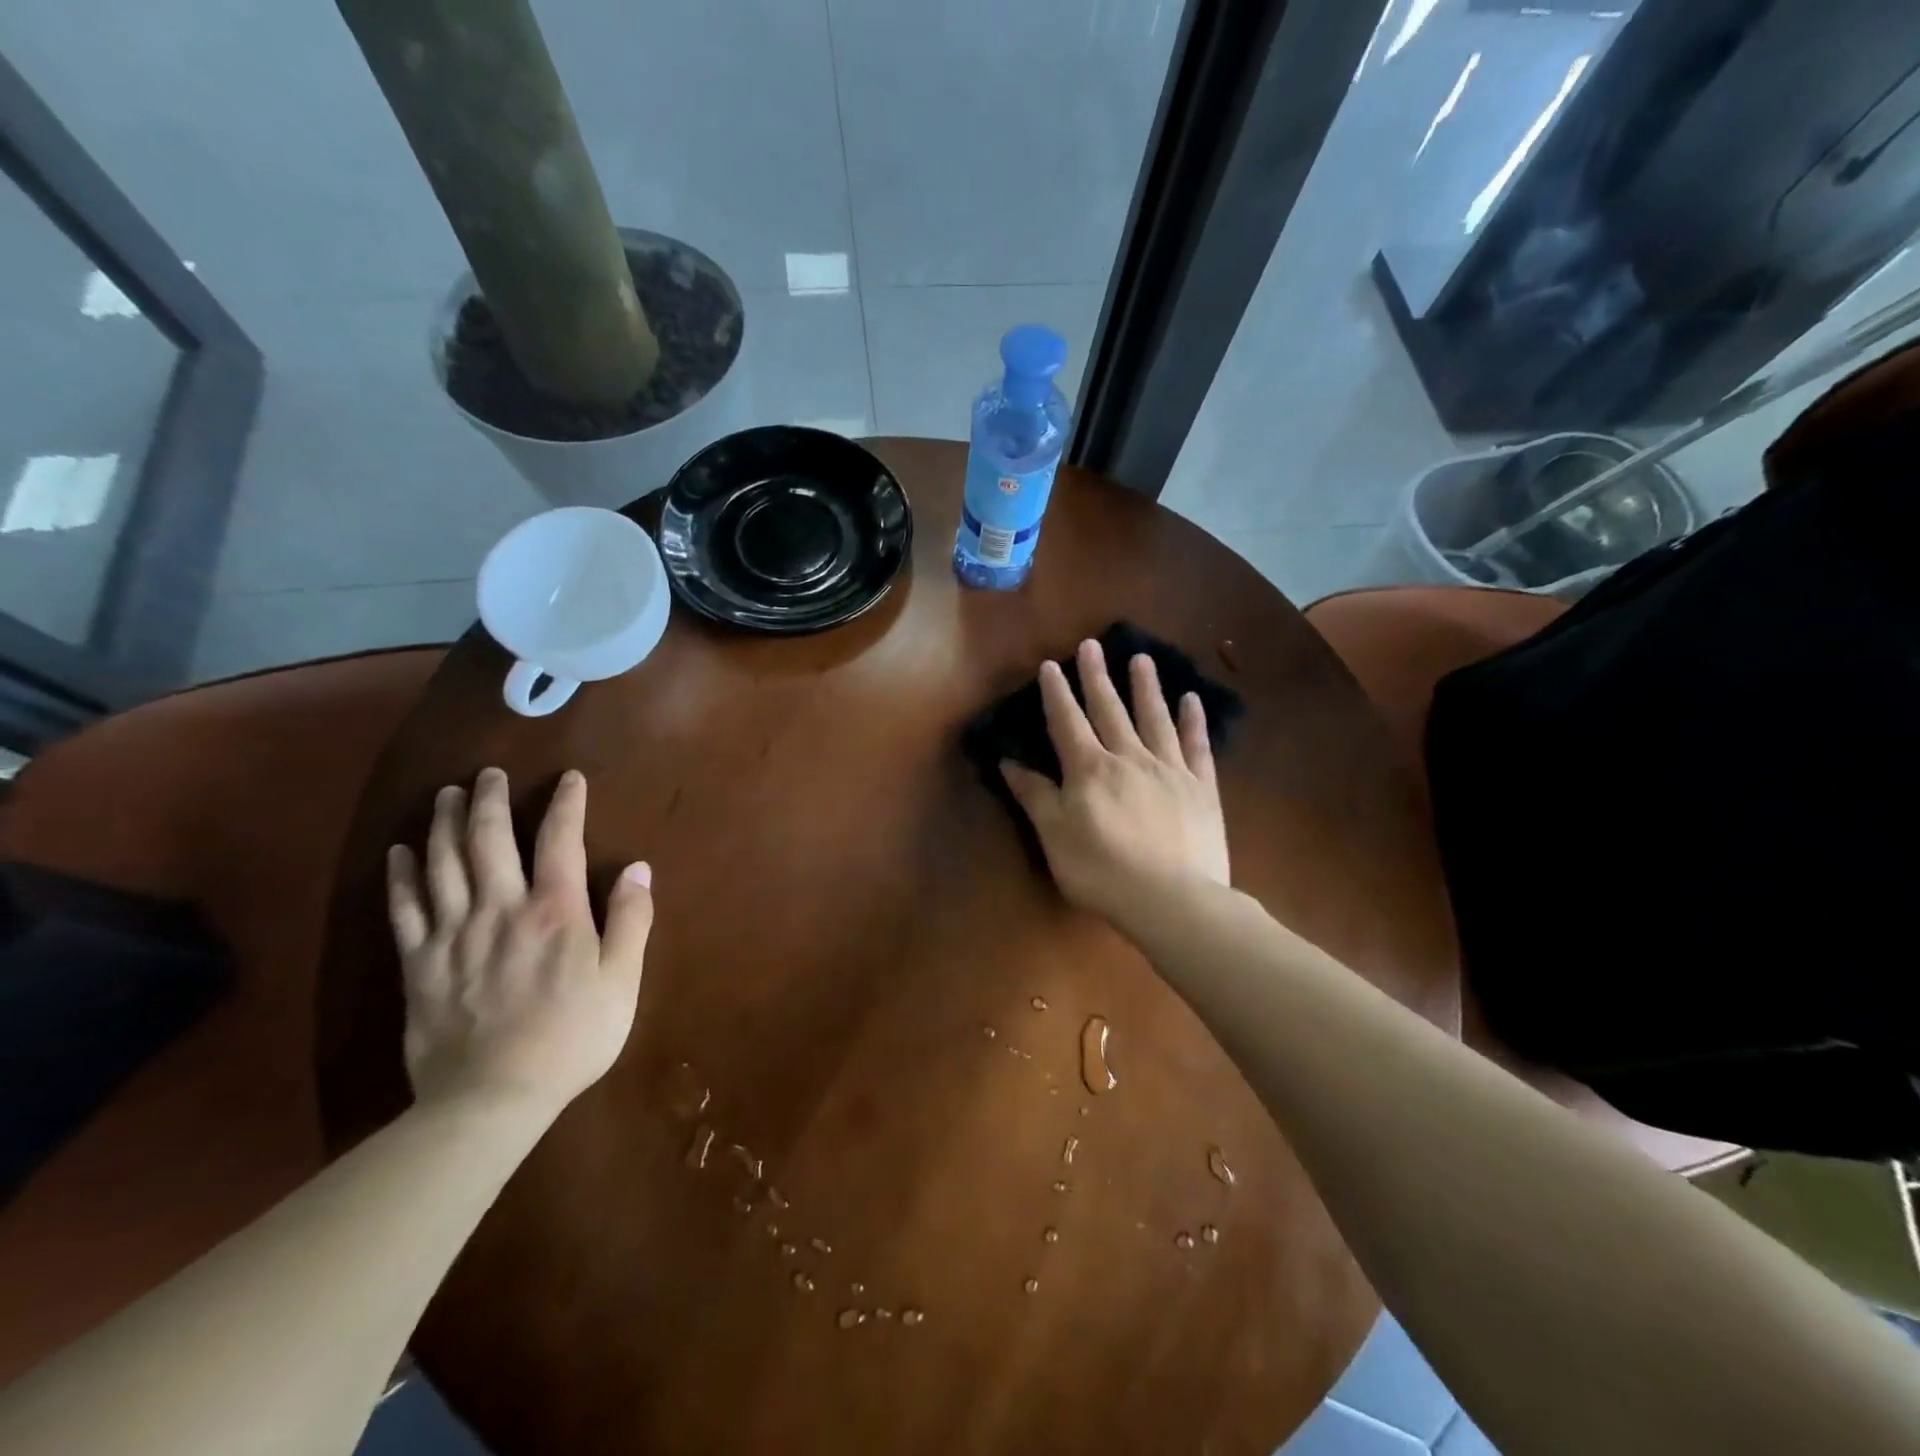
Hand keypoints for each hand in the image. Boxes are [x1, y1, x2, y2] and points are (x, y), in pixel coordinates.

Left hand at [385, 767, 652, 1117]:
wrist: (492, 1099)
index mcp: (555, 911)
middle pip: (488, 840)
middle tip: (488, 773)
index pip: (560, 840)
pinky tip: (399, 852)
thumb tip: (639, 868)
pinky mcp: (419, 964)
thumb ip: (631, 920)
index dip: (566, 804)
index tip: (569, 778)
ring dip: (443, 823)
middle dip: (489, 800)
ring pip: (442, 864)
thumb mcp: (622, 981)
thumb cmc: (572, 1037)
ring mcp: (454, 934)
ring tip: (445, 794)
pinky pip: (404, 908)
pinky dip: (401, 875)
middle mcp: (501, 908)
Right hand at [1000, 640, 1228, 927]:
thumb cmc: (1103, 871)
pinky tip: (1191, 700)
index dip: (1056, 693)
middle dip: (1097, 677)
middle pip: (1109, 710)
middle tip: (1091, 645)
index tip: (1050, 665)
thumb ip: (1034, 796)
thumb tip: (1008, 762)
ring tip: (1141, 659)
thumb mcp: (1055, 836)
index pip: (1067, 722)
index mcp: (1090, 770)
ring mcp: (1170, 770)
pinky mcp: (1202, 788)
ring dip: (1146, 688)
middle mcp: (1129, 758)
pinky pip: (1197, 746)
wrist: (1173, 900)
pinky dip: (1194, 722)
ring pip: (1155, 719)